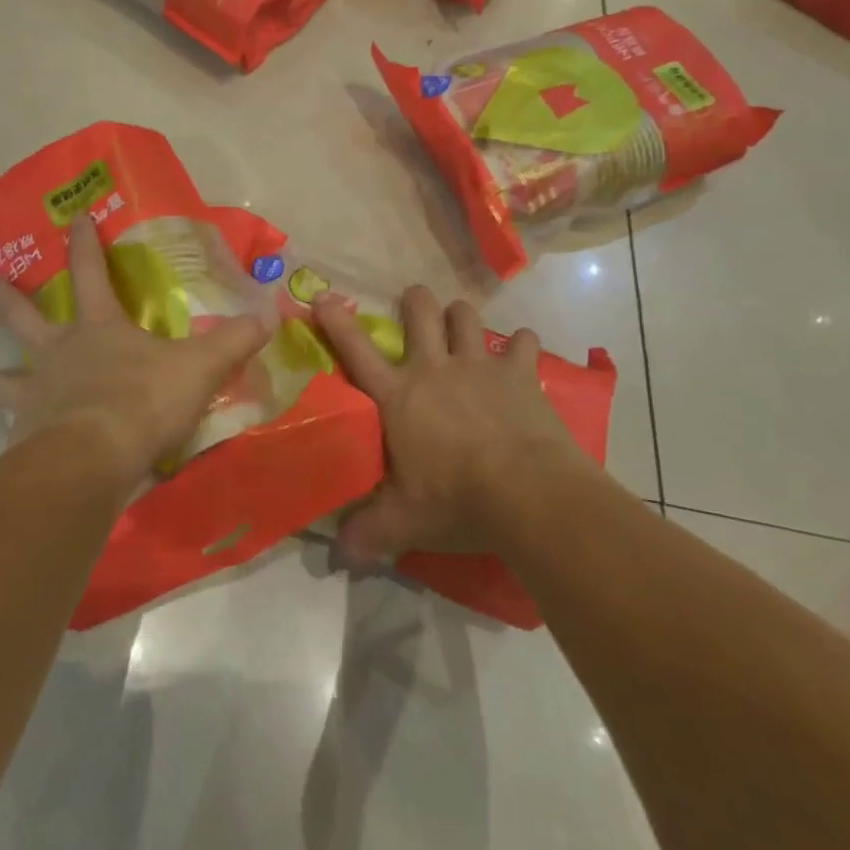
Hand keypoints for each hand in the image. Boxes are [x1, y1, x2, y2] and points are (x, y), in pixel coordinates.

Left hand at [0, 216, 270, 490]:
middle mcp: (58, 353)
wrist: (93, 460)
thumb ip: (233, 342)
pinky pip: (15, 431)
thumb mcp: (199, 367)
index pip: (90, 272)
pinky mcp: (25, 437)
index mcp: (98, 328)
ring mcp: (36, 394)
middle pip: (21, 317)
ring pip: (3, 379)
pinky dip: (16, 434)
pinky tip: (22, 444)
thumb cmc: (144, 400)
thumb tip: (268, 316)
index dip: (85, 243)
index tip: (74, 216)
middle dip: (4, 296)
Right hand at [313, 286, 589, 567]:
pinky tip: (522, 351)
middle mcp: (434, 368)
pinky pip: (523, 342)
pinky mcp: (519, 373)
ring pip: (465, 317)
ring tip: (460, 322)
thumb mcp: (404, 523)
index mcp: (398, 396)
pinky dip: (522, 343)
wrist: (526, 493)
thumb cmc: (456, 501)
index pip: (356, 351)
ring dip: (460, 316)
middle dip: (415, 301)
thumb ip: (368, 533)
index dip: (336, 321)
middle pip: (420, 313)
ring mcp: (478, 365)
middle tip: (415, 301)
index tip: (323, 296)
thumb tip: (339, 554)